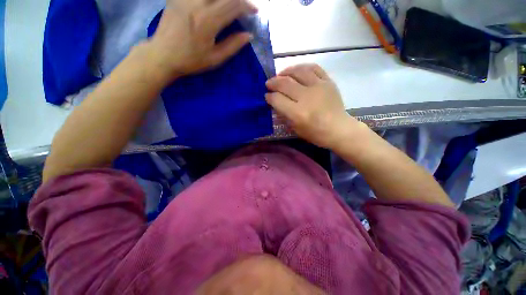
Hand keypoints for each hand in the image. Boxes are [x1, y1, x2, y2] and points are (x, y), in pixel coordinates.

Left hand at [145, 0, 256, 79]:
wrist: (163, 55)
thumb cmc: (191, 60)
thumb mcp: (215, 59)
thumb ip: (233, 46)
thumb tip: (248, 35)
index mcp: (209, 21)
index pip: (233, 5)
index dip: (247, 6)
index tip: (254, 11)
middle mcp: (198, 3)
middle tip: (243, 7)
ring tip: (230, 5)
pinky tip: (212, 4)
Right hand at [266, 64, 361, 148]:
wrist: (338, 129)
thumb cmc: (315, 133)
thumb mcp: (295, 128)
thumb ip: (284, 114)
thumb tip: (275, 102)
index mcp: (298, 113)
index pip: (277, 99)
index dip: (269, 97)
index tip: (267, 96)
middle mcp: (307, 97)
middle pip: (285, 83)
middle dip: (273, 82)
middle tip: (269, 84)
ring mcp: (319, 87)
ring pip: (298, 71)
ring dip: (285, 71)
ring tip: (281, 75)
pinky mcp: (328, 81)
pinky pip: (313, 68)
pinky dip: (302, 67)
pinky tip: (297, 71)